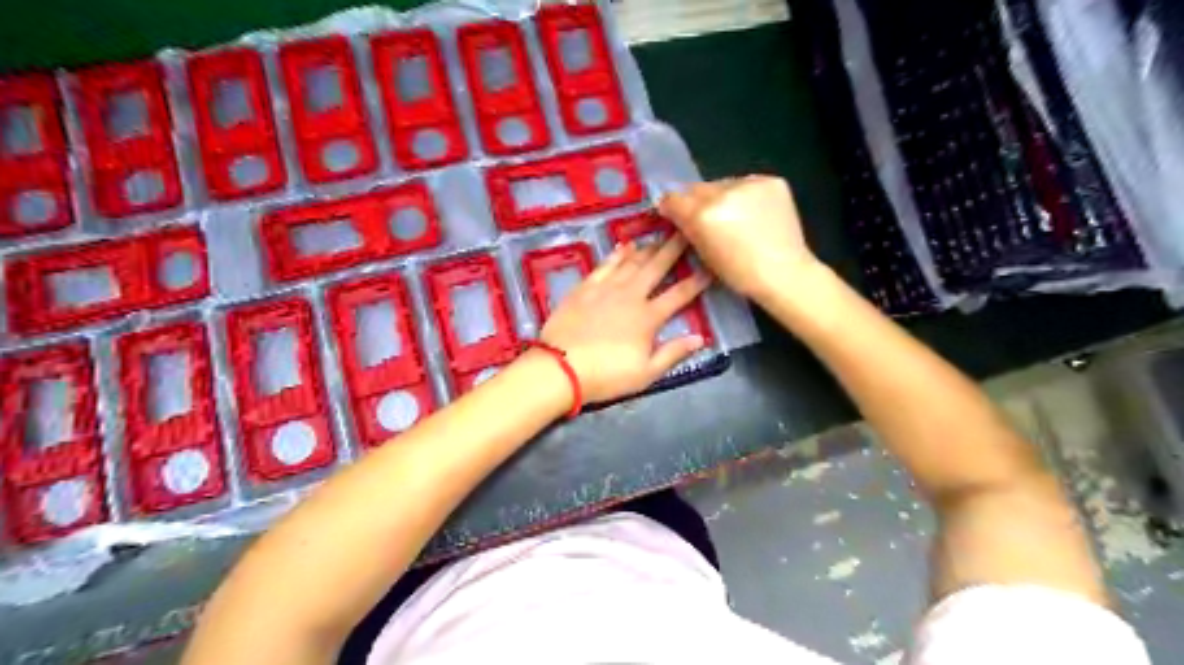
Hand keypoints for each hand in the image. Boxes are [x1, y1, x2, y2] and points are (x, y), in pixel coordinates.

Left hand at [541, 237, 712, 402]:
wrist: (560, 367)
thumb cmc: (606, 375)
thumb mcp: (646, 373)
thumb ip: (673, 353)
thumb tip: (700, 338)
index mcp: (648, 317)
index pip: (679, 295)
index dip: (696, 282)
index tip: (709, 268)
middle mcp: (630, 295)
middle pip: (656, 268)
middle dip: (673, 249)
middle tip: (685, 232)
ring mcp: (606, 288)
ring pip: (631, 261)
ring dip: (648, 248)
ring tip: (660, 237)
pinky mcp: (585, 287)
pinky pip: (605, 264)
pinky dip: (617, 254)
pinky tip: (624, 246)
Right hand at [662, 176, 820, 300]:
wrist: (784, 273)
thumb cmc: (740, 274)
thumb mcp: (704, 254)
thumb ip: (689, 229)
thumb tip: (680, 215)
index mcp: (703, 214)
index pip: (673, 198)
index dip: (671, 207)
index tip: (675, 215)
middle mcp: (723, 192)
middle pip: (697, 188)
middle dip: (698, 202)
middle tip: (708, 219)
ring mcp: (749, 184)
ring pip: (723, 184)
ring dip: (723, 197)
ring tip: (735, 217)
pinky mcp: (772, 181)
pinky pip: (747, 184)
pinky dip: (746, 195)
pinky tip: (755, 213)